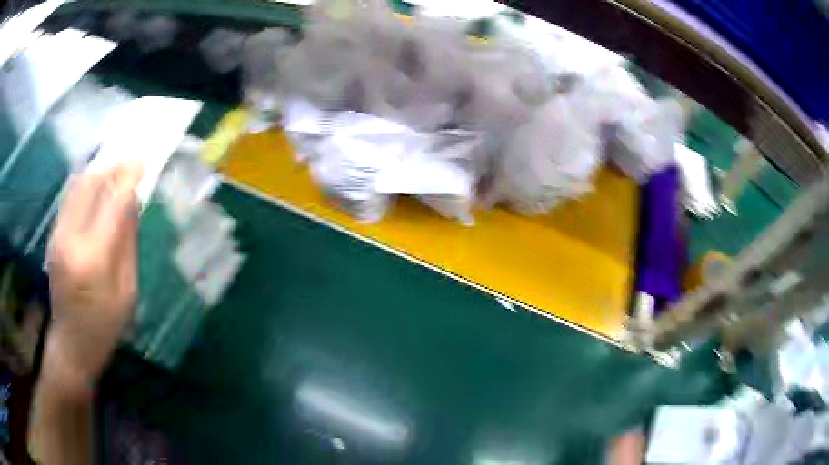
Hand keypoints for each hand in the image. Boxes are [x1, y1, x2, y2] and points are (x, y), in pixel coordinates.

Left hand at [45, 164, 142, 391]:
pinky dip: (86, 185)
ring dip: (99, 173)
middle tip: (131, 164)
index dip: (129, 177)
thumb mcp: (127, 291)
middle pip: (91, 184)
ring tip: (116, 172)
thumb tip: (132, 201)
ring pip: (78, 185)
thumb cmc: (105, 325)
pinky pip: (70, 197)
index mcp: (93, 258)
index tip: (144, 161)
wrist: (71, 343)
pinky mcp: (53, 234)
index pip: (112, 202)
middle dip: (113, 168)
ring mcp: (58, 234)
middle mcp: (70, 238)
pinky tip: (98, 188)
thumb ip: (127, 242)